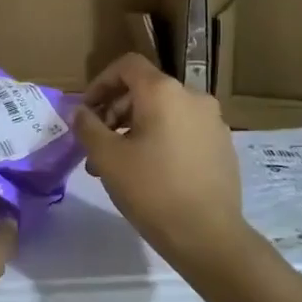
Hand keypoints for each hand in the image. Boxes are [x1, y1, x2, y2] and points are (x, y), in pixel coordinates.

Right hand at [73, 53, 250, 269]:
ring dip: (135, 128)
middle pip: (145, 89)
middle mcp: (193, 97)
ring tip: (118, 164)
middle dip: (115, 110)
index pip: (127, 66)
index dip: (101, 83)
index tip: (86, 112)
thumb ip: (87, 127)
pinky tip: (150, 172)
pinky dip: (161, 139)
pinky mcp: (222, 145)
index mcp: (164, 92)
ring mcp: (213, 121)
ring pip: (164, 112)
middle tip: (97, 143)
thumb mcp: (107, 158)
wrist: (208, 235)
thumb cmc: (152, 190)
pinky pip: (183, 130)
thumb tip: (79, 111)